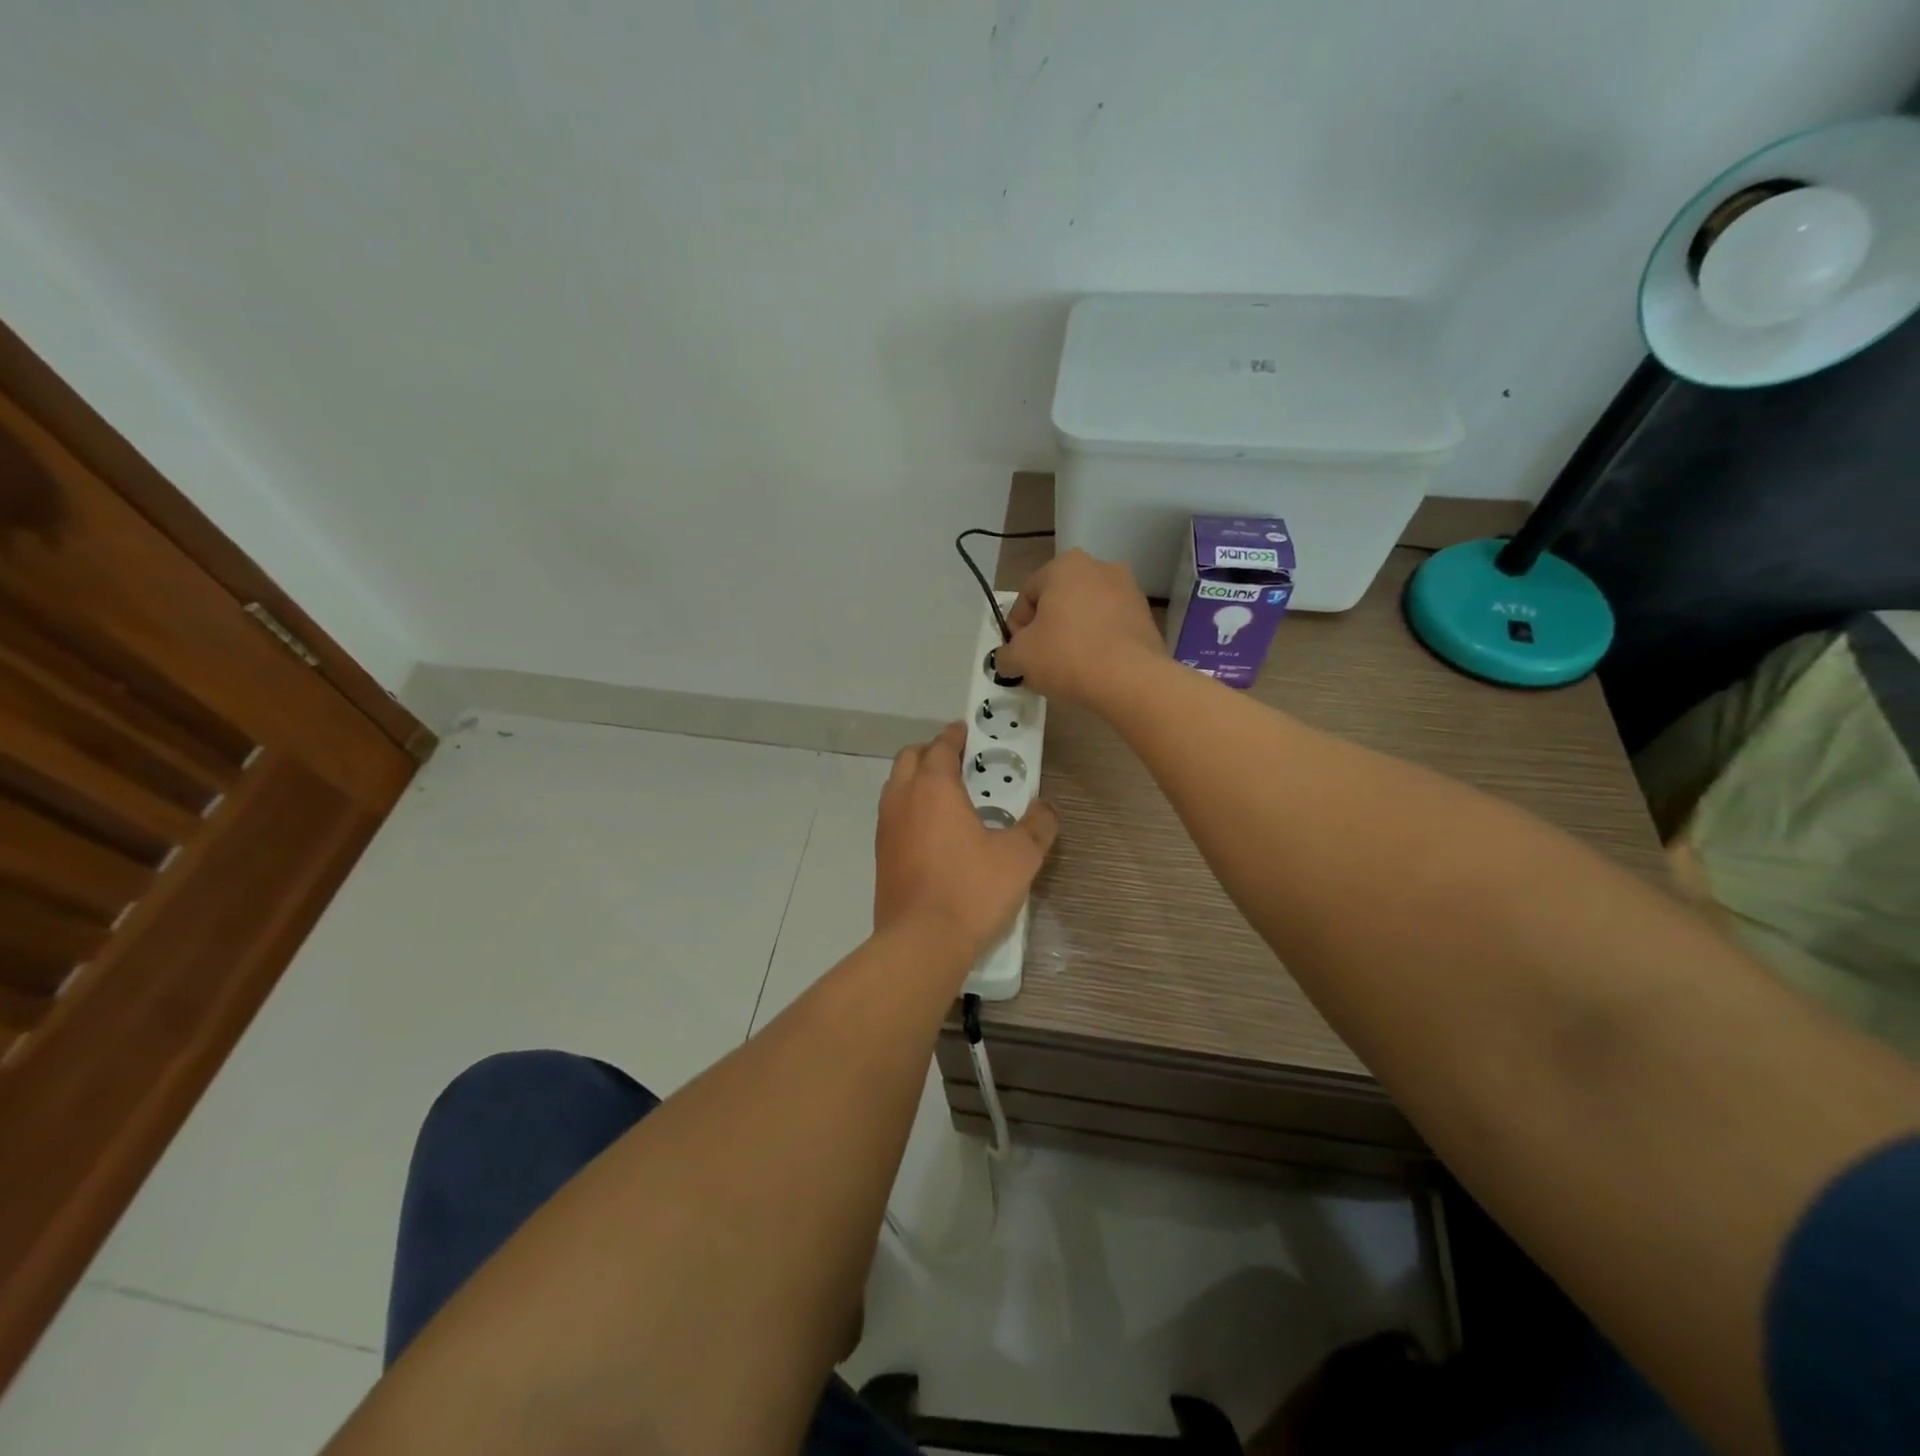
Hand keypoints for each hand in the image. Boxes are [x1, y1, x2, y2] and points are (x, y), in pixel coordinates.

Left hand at [873, 723, 1057, 970]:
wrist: (921, 943)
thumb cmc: (972, 890)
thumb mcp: (1020, 857)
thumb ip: (1037, 826)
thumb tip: (1046, 809)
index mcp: (934, 788)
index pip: (941, 746)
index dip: (956, 736)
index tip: (967, 732)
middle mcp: (903, 799)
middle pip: (910, 759)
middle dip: (932, 752)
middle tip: (959, 762)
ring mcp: (886, 828)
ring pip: (896, 787)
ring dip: (917, 780)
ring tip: (948, 796)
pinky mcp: (881, 856)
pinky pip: (894, 816)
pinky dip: (910, 809)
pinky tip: (934, 833)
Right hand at [993, 550, 1162, 708]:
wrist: (1130, 679)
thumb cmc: (1066, 655)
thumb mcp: (1020, 657)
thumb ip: (1005, 654)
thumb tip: (1008, 659)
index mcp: (1065, 565)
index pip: (1027, 595)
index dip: (1016, 627)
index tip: (1018, 653)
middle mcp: (1100, 567)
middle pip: (1059, 601)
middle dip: (1047, 628)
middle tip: (1040, 660)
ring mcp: (1129, 590)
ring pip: (1087, 614)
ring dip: (1074, 635)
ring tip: (1068, 667)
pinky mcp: (1146, 616)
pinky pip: (1111, 627)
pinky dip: (1099, 643)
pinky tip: (1094, 668)